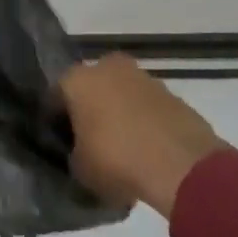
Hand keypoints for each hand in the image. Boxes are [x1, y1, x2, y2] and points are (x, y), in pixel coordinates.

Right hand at [62, 54, 226, 215]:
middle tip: (91, 142)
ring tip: (123, 149)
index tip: (61, 144)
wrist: (183, 166)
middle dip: (90, 110)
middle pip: (91, 89)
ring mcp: (143, 77)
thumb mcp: (79, 169)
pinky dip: (145, 122)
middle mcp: (106, 67)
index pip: (55, 97)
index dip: (56, 122)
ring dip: (119, 114)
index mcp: (76, 79)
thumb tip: (78, 153)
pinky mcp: (172, 93)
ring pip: (121, 94)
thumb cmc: (117, 160)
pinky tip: (147, 150)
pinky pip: (147, 107)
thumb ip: (72, 154)